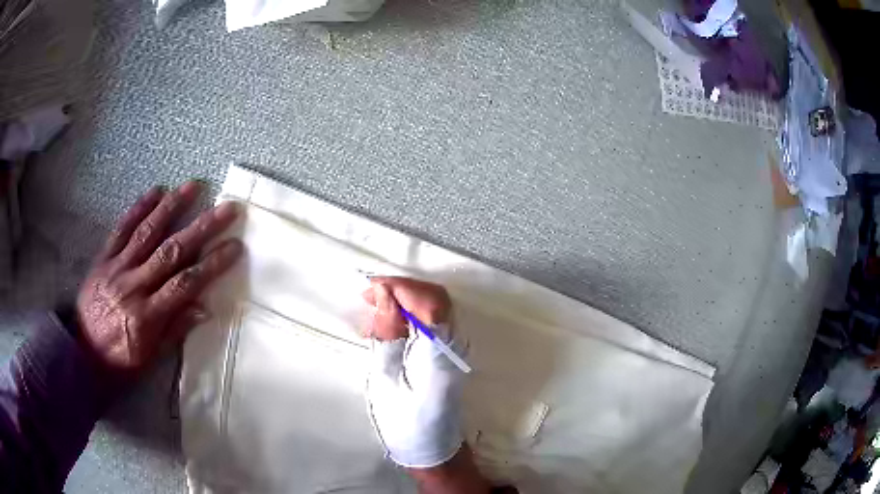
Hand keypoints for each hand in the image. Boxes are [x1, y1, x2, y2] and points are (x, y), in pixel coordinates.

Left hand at [76, 181, 242, 372]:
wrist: (82, 352)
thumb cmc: (120, 361)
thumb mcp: (150, 358)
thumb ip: (175, 330)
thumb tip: (205, 308)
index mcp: (147, 315)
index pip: (185, 284)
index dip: (212, 264)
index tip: (234, 247)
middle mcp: (133, 285)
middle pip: (171, 252)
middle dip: (201, 228)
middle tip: (226, 208)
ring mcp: (117, 267)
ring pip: (147, 232)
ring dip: (171, 207)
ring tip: (193, 186)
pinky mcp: (103, 258)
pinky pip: (121, 229)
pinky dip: (138, 208)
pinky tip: (155, 191)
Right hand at [362, 277, 463, 465]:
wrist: (431, 447)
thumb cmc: (404, 420)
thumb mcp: (386, 379)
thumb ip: (388, 335)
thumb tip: (386, 296)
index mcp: (438, 353)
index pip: (428, 302)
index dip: (400, 288)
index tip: (370, 287)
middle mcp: (453, 345)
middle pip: (436, 298)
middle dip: (402, 289)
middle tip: (370, 295)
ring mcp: (453, 349)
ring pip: (436, 306)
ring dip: (405, 299)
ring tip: (374, 305)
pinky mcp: (447, 353)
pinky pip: (432, 320)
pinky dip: (410, 313)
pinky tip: (389, 322)